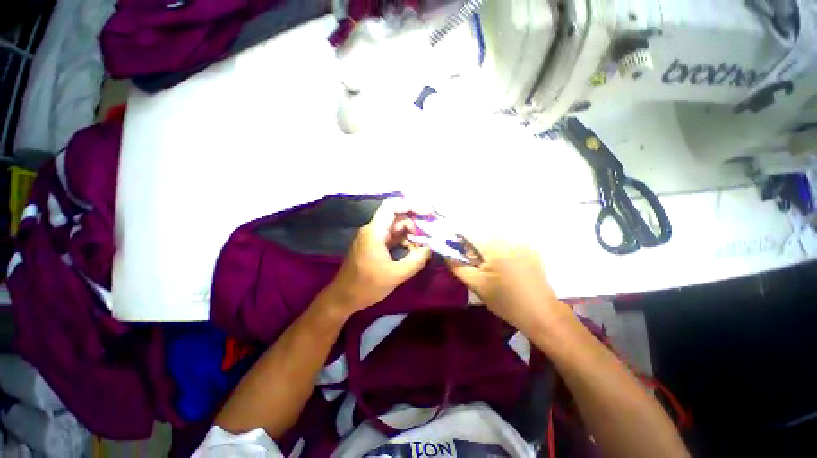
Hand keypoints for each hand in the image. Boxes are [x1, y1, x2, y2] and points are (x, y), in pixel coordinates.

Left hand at [325, 198, 431, 313]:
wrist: (343, 298)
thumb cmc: (367, 286)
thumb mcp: (396, 275)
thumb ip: (416, 260)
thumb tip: (430, 248)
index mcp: (375, 231)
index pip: (392, 206)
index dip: (411, 205)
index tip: (428, 213)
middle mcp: (373, 230)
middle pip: (397, 217)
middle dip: (415, 223)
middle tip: (431, 234)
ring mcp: (373, 237)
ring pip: (396, 227)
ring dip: (411, 234)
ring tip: (424, 245)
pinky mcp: (374, 245)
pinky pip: (392, 237)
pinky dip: (404, 241)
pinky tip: (413, 251)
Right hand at [448, 240, 562, 333]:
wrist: (541, 315)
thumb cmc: (506, 302)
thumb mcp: (477, 285)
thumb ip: (458, 267)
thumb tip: (447, 254)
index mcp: (495, 247)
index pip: (470, 233)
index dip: (460, 241)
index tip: (457, 251)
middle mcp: (510, 240)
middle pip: (483, 236)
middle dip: (475, 248)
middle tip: (476, 266)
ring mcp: (523, 244)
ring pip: (496, 240)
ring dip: (487, 250)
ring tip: (491, 269)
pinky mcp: (532, 250)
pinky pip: (509, 245)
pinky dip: (501, 251)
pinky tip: (506, 269)